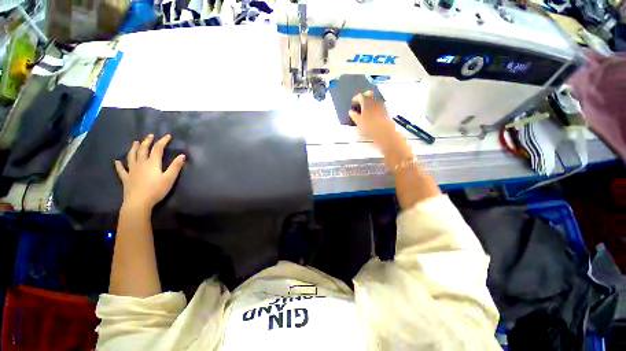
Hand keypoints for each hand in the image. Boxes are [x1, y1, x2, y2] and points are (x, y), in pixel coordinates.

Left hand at [114, 134, 185, 210]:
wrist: (138, 202)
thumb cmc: (156, 190)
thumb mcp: (169, 178)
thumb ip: (175, 166)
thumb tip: (182, 155)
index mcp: (152, 163)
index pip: (158, 149)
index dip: (163, 141)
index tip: (168, 135)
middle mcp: (141, 164)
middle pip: (143, 150)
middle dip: (147, 142)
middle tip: (150, 136)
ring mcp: (132, 171)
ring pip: (131, 156)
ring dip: (134, 148)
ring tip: (135, 142)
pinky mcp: (126, 178)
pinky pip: (121, 170)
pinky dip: (119, 165)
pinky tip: (117, 162)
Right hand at [349, 91, 411, 162]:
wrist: (385, 133)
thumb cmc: (370, 128)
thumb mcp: (358, 123)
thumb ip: (354, 116)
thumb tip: (351, 112)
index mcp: (366, 103)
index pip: (360, 96)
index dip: (356, 98)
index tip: (353, 102)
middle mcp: (375, 102)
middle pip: (369, 95)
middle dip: (364, 97)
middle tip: (360, 103)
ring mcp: (382, 106)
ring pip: (374, 100)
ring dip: (370, 103)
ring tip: (365, 110)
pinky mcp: (386, 111)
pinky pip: (379, 106)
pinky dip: (374, 108)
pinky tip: (372, 115)